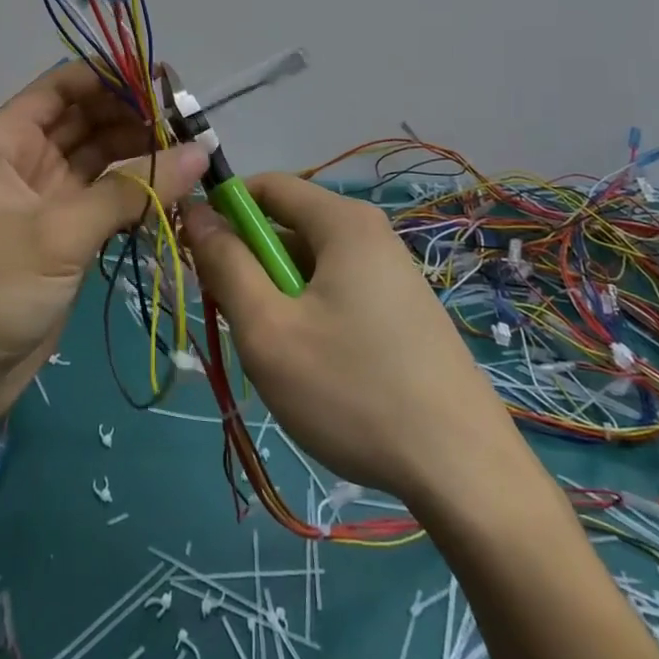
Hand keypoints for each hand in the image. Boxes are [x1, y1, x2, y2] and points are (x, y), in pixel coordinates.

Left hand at [0, 63, 208, 422]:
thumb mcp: (61, 232)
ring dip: (139, 153)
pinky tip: (172, 188)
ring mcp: (45, 198)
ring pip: (99, 159)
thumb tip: (201, 152)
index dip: (109, 77)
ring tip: (190, 151)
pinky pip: (105, 197)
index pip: (61, 87)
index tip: (161, 79)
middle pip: (85, 120)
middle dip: (132, 116)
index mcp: (4, 142)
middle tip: (187, 121)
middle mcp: (25, 160)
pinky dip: (135, 191)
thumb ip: (132, 189)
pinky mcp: (64, 232)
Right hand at [184, 173, 518, 504]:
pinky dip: (309, 316)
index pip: (266, 186)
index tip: (196, 257)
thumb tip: (195, 212)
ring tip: (276, 356)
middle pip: (288, 226)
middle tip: (234, 321)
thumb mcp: (269, 329)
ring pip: (310, 266)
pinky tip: (314, 370)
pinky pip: (337, 291)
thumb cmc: (353, 391)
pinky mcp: (403, 310)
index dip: (222, 211)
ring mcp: (392, 273)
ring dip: (278, 297)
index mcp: (342, 221)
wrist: (463, 472)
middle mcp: (371, 233)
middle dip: (250, 264)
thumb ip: (225, 265)